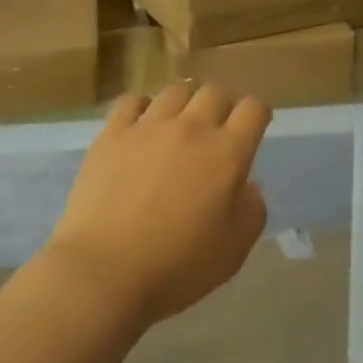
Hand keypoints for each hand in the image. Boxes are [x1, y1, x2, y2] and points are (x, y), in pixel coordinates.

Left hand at [46, 82, 271, 324]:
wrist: (104, 271)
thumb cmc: (177, 266)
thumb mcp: (234, 249)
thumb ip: (252, 211)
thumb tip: (248, 186)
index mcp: (227, 153)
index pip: (253, 109)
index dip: (258, 114)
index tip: (253, 129)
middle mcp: (191, 128)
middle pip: (215, 92)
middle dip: (223, 105)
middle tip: (217, 128)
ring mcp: (147, 127)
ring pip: (175, 91)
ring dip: (185, 102)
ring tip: (179, 124)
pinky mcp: (111, 134)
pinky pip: (132, 101)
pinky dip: (143, 108)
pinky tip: (141, 127)